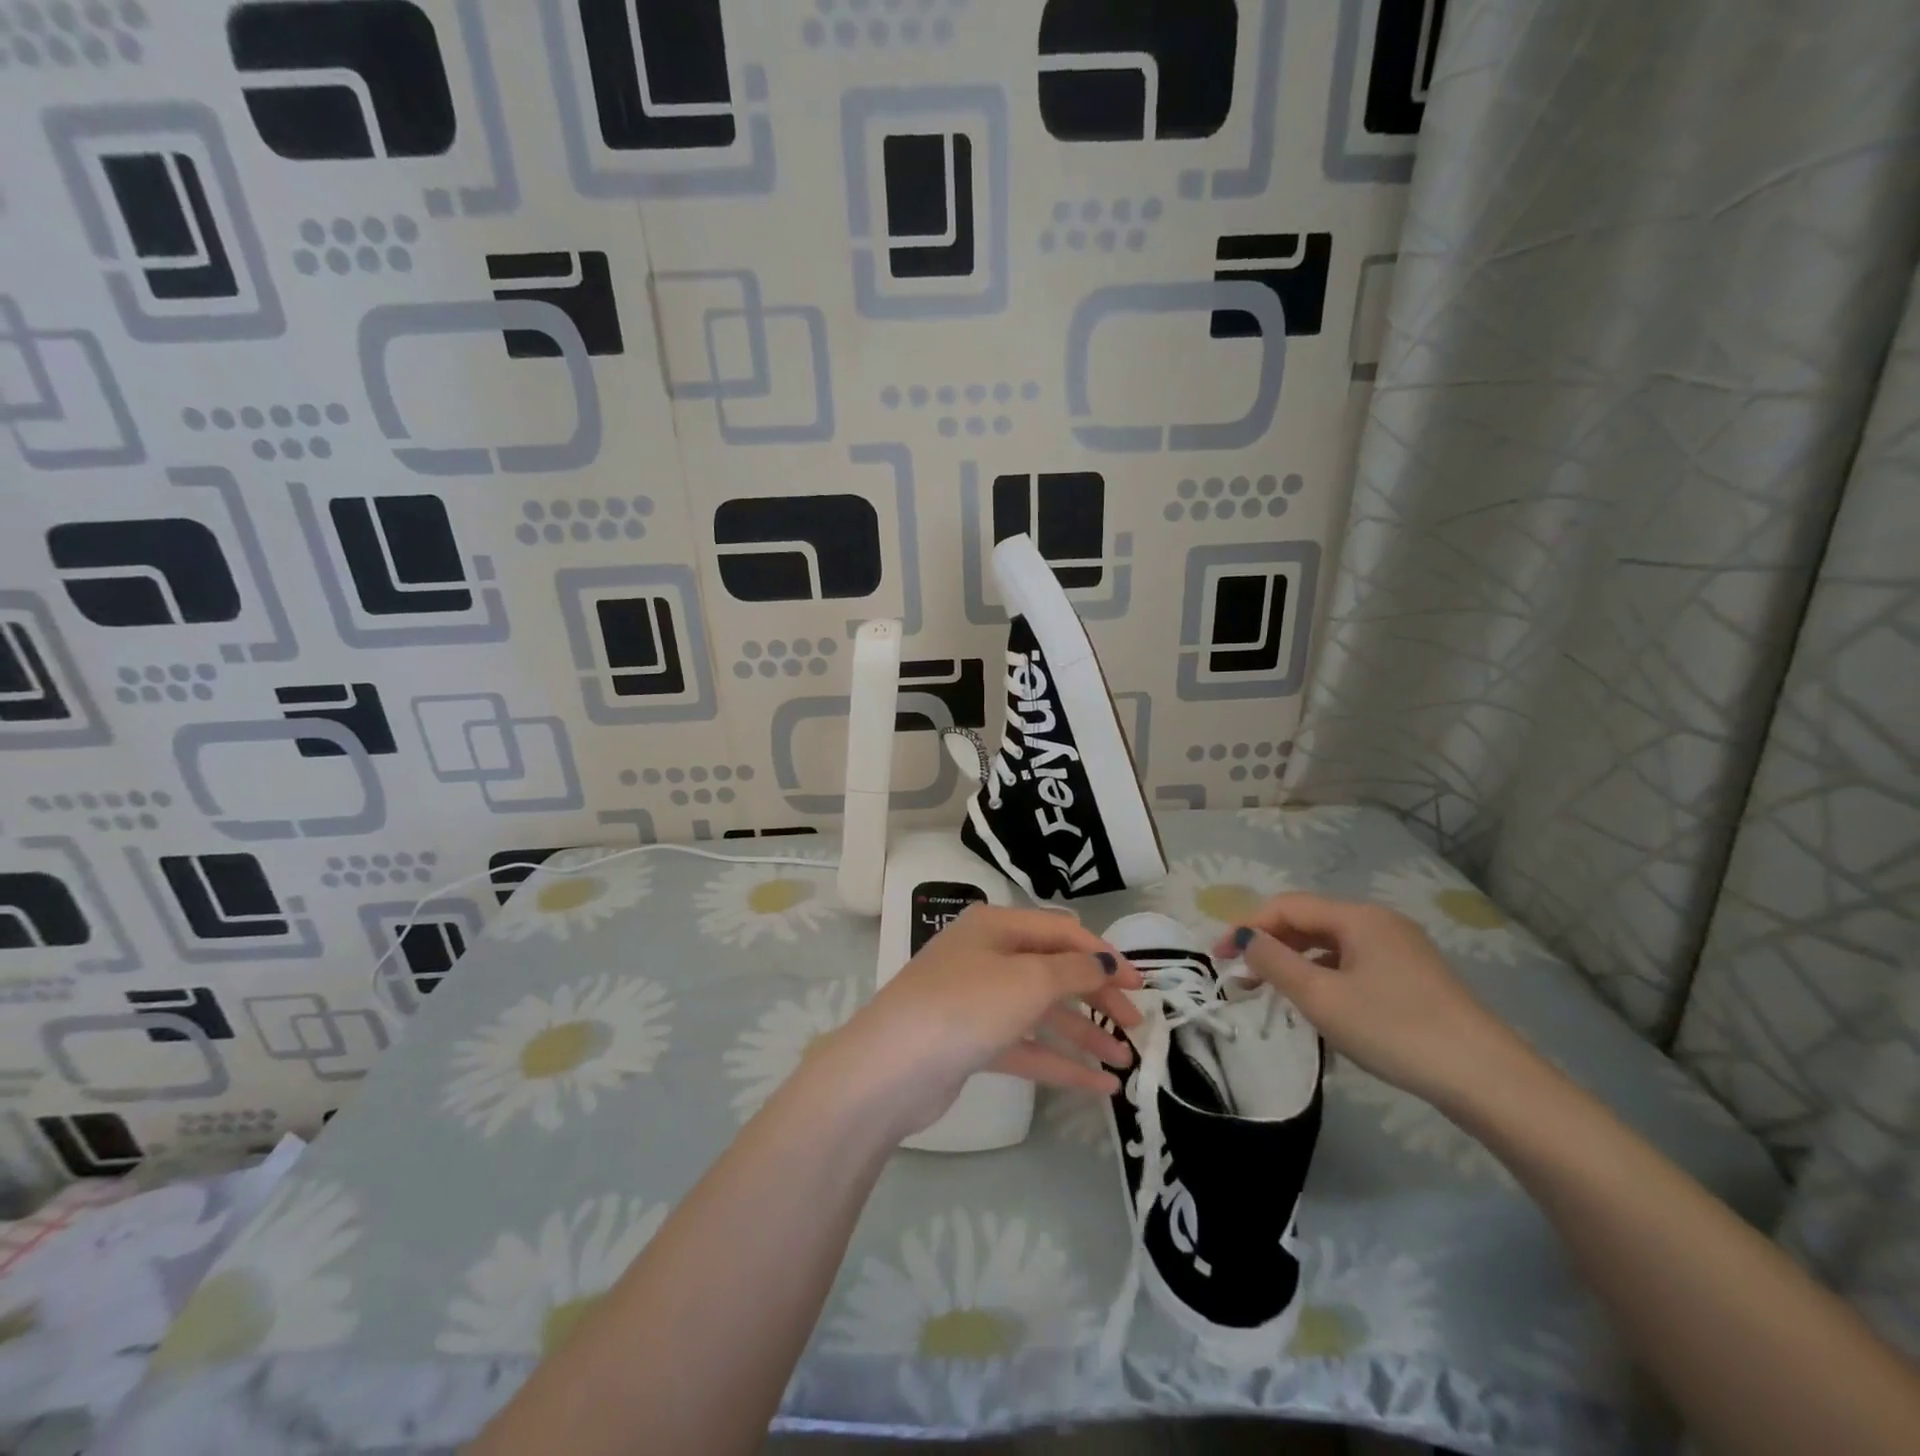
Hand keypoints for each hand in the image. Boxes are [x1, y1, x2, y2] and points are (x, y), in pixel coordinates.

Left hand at [811, 904, 1143, 1141]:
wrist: (891, 1067)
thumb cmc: (965, 1006)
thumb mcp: (1028, 980)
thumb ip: (1073, 969)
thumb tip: (1105, 960)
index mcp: (996, 926)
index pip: (1062, 931)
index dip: (1104, 955)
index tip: (1141, 986)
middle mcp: (986, 955)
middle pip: (1053, 971)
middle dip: (1096, 996)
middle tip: (1136, 1026)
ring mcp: (977, 1000)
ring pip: (1041, 1012)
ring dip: (1083, 1034)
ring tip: (1126, 1062)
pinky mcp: (971, 1042)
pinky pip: (1025, 1046)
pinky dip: (1059, 1062)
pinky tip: (1098, 1087)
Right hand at [1212, 893, 1524, 1107]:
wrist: (1486, 1079)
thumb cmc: (1394, 1029)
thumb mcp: (1321, 997)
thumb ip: (1274, 962)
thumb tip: (1244, 937)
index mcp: (1357, 917)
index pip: (1286, 906)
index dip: (1247, 926)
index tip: (1217, 957)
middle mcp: (1379, 922)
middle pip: (1309, 921)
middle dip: (1269, 943)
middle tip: (1239, 975)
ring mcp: (1402, 949)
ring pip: (1331, 944)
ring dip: (1295, 961)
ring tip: (1271, 991)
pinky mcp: (1415, 977)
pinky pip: (1354, 963)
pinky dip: (1324, 976)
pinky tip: (1319, 1004)